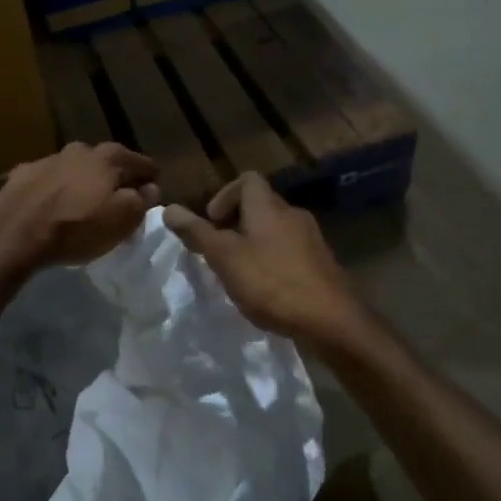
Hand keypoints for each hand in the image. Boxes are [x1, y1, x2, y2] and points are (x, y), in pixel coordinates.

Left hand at [0, 142, 159, 274]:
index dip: (151, 181)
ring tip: (83, 206)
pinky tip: (52, 207)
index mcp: (108, 157)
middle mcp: (80, 149)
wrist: (14, 236)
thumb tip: (150, 188)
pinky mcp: (21, 173)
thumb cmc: (76, 228)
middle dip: (116, 180)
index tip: (151, 197)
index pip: (143, 163)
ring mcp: (48, 159)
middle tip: (118, 203)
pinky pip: (48, 180)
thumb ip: (142, 200)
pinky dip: (56, 189)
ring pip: (76, 169)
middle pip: (108, 163)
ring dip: (84, 183)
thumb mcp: (122, 220)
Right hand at [165, 173, 365, 349]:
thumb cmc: (272, 283)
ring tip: (240, 273)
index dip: (225, 195)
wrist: (331, 320)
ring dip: (254, 244)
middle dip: (236, 224)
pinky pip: (290, 252)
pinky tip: (266, 290)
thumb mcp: (225, 258)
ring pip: (276, 230)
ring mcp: (311, 239)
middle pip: (261, 205)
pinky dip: (273, 262)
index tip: (212, 224)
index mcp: (269, 207)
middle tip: (220, 252)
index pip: (247, 180)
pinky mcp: (321, 264)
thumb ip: (197, 233)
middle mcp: (293, 215)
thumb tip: (169, 208)